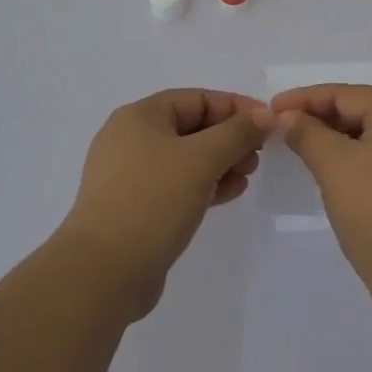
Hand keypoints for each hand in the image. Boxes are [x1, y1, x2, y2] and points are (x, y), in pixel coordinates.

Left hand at [60, 89, 267, 320]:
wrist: (103, 273)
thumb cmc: (152, 201)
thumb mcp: (202, 159)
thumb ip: (237, 133)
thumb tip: (265, 115)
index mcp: (140, 116)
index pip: (197, 98)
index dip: (235, 107)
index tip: (268, 123)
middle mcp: (131, 139)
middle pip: (191, 127)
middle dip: (229, 137)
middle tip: (259, 154)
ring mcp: (130, 176)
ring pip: (186, 158)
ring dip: (220, 162)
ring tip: (248, 175)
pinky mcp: (134, 208)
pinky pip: (177, 185)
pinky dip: (205, 185)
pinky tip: (230, 193)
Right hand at [262, 85, 371, 322]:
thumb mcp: (334, 167)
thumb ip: (307, 133)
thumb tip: (287, 116)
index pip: (347, 94)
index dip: (307, 98)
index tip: (274, 109)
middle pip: (365, 111)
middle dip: (323, 116)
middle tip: (287, 128)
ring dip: (341, 138)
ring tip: (307, 148)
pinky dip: (361, 158)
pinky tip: (340, 173)